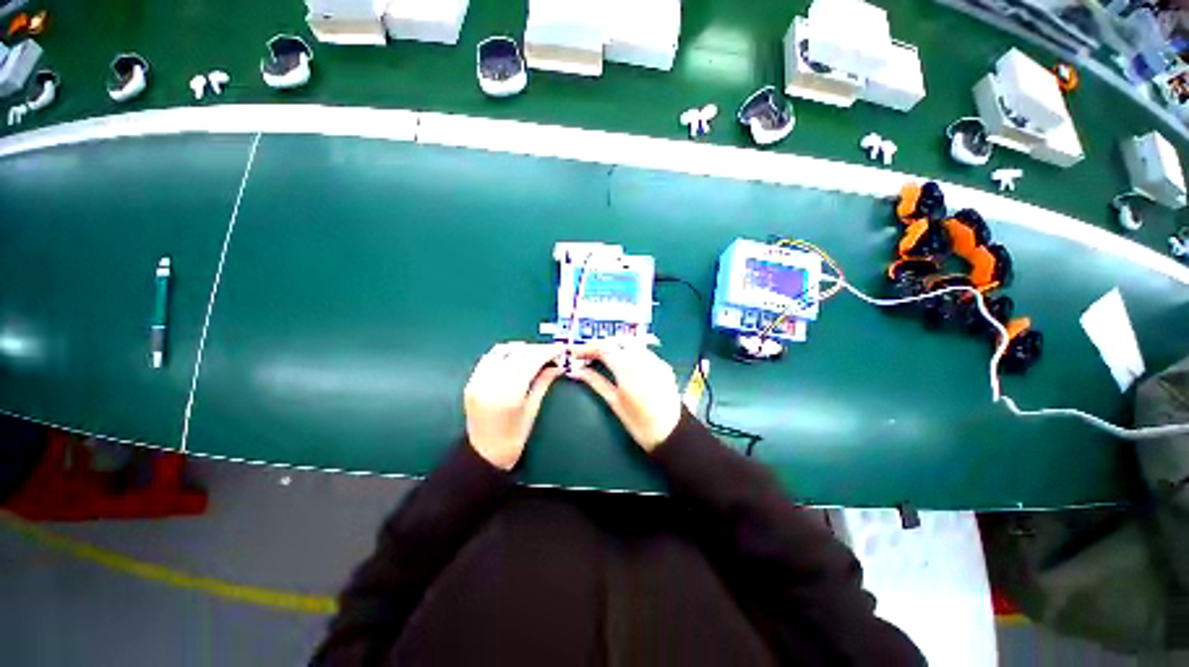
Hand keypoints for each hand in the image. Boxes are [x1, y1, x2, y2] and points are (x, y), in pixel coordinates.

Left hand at [464, 342, 563, 469]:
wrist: (484, 454)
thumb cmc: (514, 438)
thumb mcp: (532, 410)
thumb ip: (543, 383)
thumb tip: (557, 366)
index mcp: (510, 394)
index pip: (531, 361)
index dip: (546, 352)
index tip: (559, 349)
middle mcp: (492, 384)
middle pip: (517, 353)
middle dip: (536, 349)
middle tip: (550, 352)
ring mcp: (478, 381)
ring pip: (501, 351)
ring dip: (519, 348)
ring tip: (533, 354)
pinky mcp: (471, 382)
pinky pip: (488, 358)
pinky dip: (504, 354)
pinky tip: (514, 359)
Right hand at [572, 342, 681, 451]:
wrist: (671, 433)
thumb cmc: (639, 424)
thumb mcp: (614, 403)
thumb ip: (596, 382)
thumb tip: (577, 371)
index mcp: (628, 371)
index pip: (604, 349)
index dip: (588, 348)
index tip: (575, 352)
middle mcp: (643, 360)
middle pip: (617, 341)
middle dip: (600, 344)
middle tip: (587, 353)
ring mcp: (656, 361)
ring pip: (631, 342)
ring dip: (615, 345)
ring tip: (603, 354)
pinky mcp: (663, 365)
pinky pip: (643, 350)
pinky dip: (630, 350)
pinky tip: (623, 359)